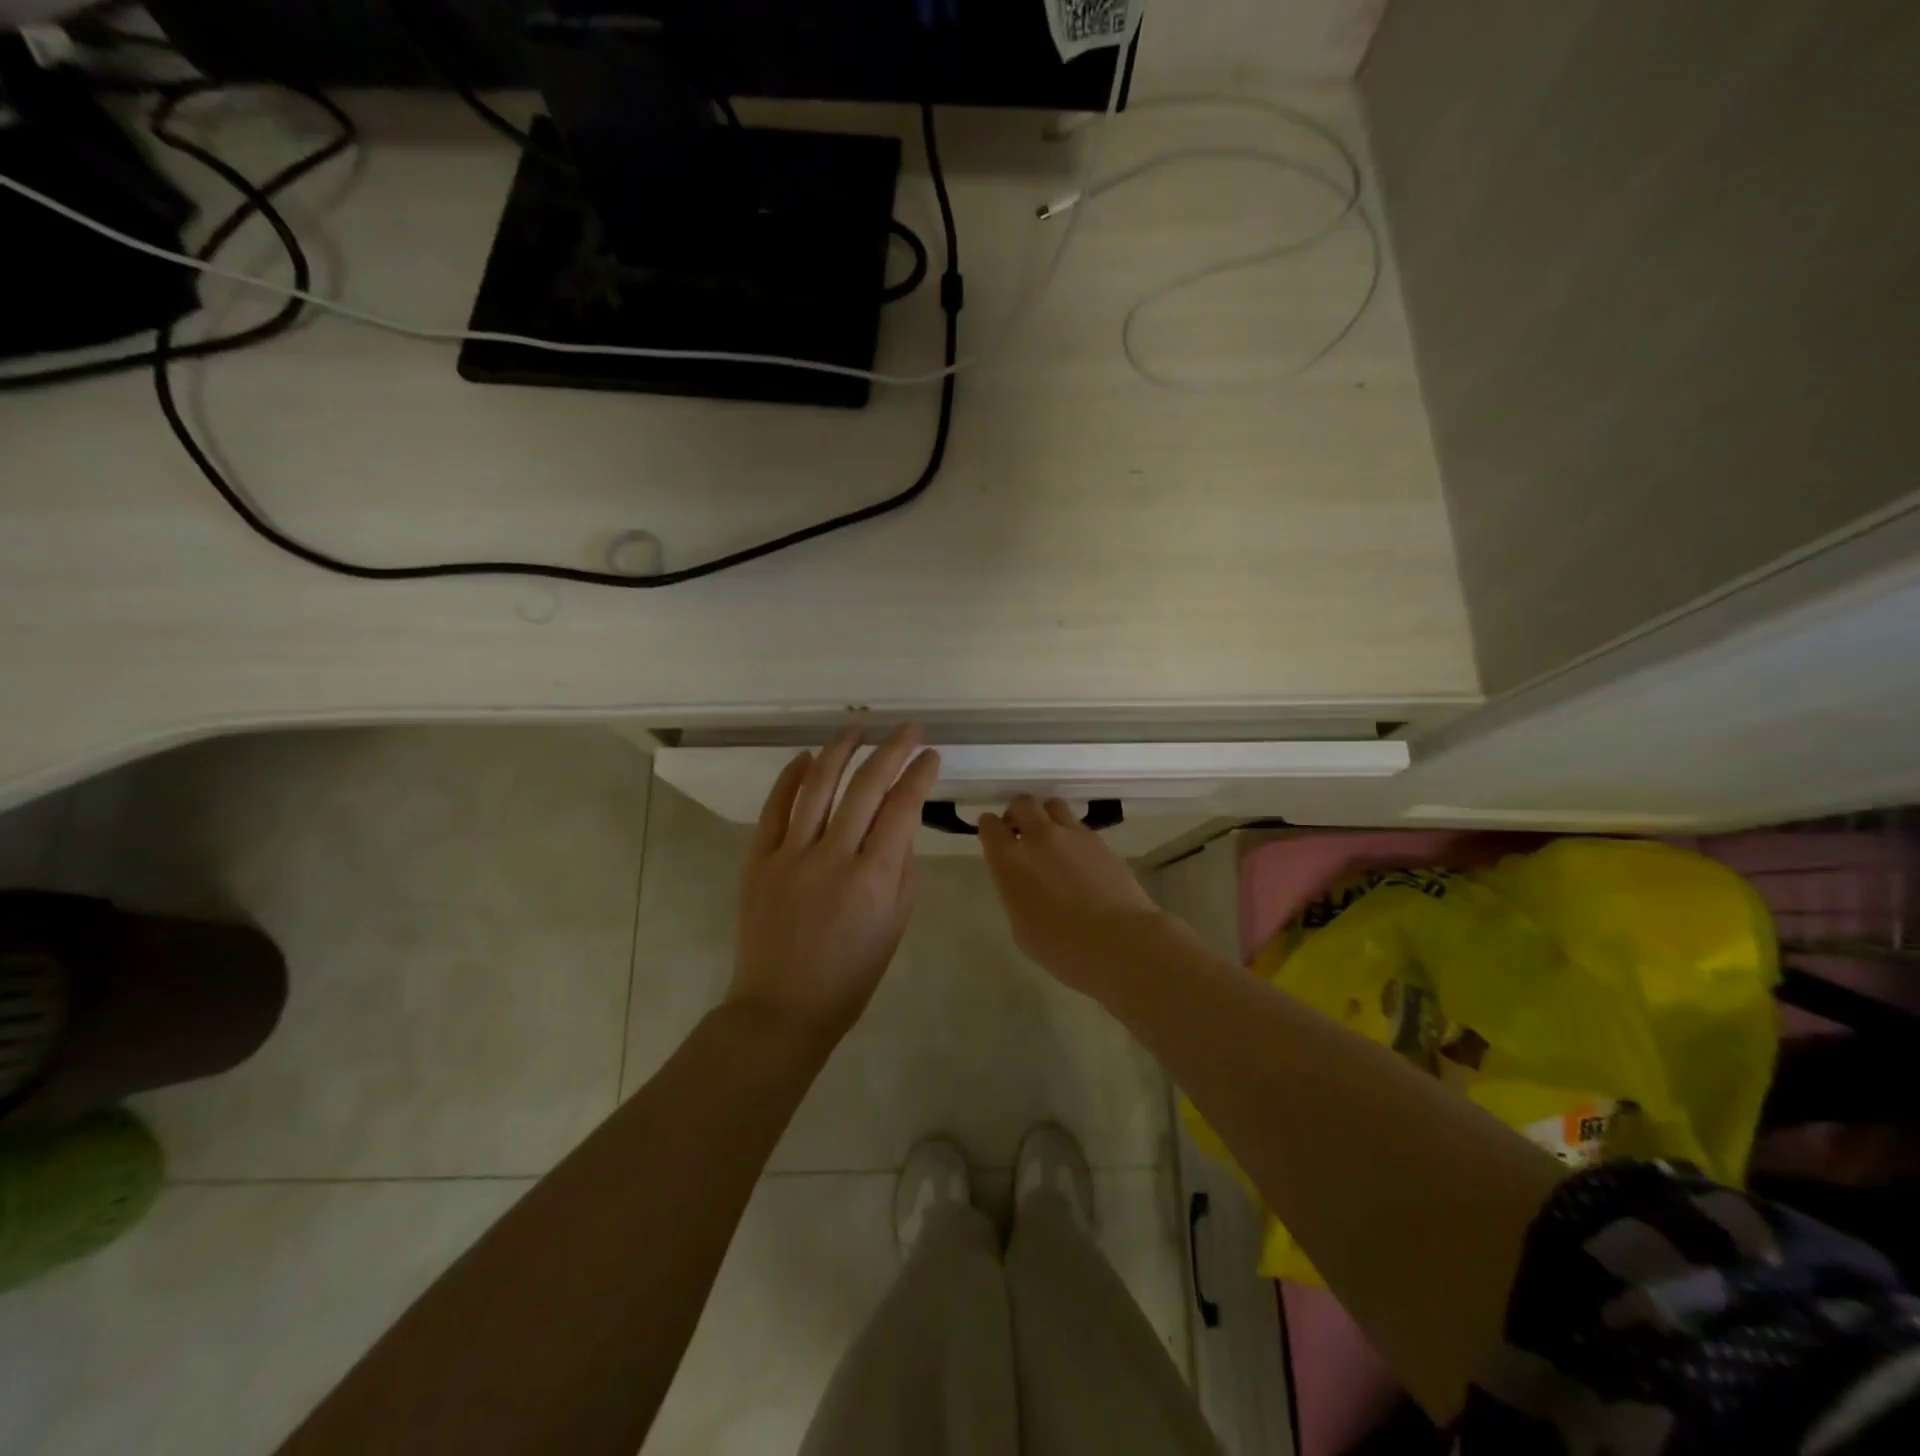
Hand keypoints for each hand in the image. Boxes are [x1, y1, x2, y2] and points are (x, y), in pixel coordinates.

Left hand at [730, 724, 941, 1041]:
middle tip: (907, 728)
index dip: (919, 774)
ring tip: (857, 725)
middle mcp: (833, 857)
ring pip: (818, 786)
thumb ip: (903, 866)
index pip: (902, 807)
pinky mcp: (758, 859)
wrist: (783, 1007)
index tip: (931, 754)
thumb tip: (900, 822)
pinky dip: (791, 777)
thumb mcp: (896, 923)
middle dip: (891, 749)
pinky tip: (808, 757)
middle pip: (865, 786)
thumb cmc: (851, 973)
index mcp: (874, 878)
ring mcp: (790, 855)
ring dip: (841, 749)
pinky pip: (775, 807)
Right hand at [979, 796, 1164, 992]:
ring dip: (1046, 816)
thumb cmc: (1062, 948)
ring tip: (1051, 837)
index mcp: (1010, 862)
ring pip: (1053, 805)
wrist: (1119, 941)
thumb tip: (1024, 883)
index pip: (990, 826)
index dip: (989, 828)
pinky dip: (1072, 834)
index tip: (993, 835)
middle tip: (1020, 831)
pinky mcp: (1099, 840)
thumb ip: (1016, 894)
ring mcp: (1072, 835)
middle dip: (1018, 813)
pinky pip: (1078, 826)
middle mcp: (1038, 838)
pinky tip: (1078, 857)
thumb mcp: (1022, 928)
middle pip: (1022, 804)